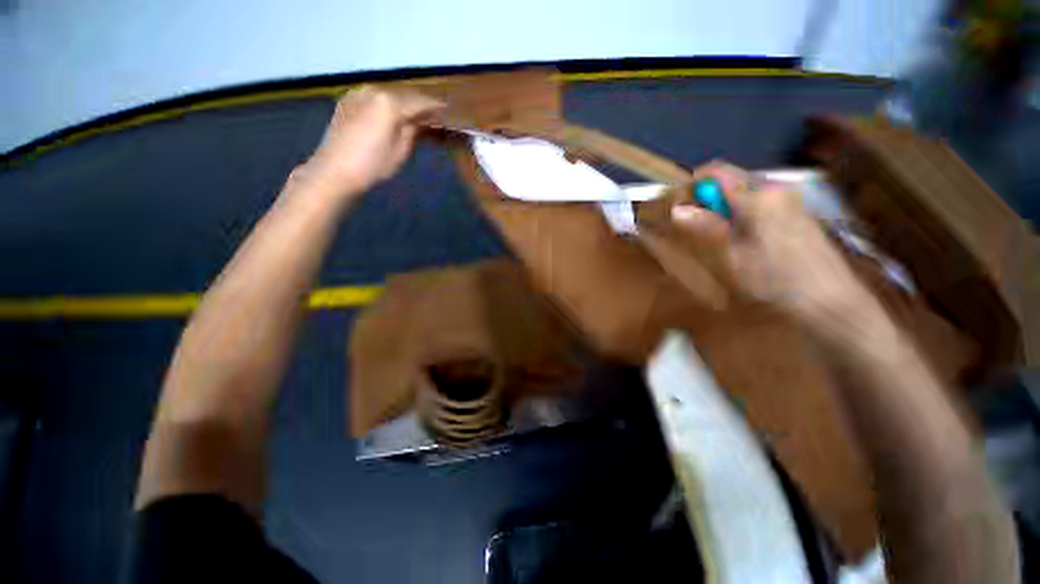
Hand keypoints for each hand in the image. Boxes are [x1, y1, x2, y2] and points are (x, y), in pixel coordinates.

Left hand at [304, 85, 442, 195]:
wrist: (335, 170)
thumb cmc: (373, 165)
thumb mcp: (401, 150)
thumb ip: (414, 130)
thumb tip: (423, 121)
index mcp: (390, 103)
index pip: (420, 102)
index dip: (436, 107)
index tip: (448, 110)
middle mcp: (374, 90)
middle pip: (404, 95)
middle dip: (420, 104)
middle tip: (434, 114)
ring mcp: (358, 93)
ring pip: (388, 95)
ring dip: (403, 104)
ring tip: (414, 114)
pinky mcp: (348, 101)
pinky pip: (374, 98)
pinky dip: (386, 105)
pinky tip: (392, 114)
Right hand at [671, 162, 874, 323]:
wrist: (830, 302)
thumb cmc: (775, 281)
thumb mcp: (731, 258)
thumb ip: (705, 229)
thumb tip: (677, 210)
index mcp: (758, 195)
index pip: (714, 172)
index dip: (691, 187)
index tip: (680, 210)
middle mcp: (775, 188)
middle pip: (730, 180)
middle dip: (707, 199)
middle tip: (697, 230)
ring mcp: (790, 199)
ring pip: (744, 192)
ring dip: (724, 209)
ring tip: (720, 240)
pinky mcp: (797, 212)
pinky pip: (759, 202)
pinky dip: (742, 214)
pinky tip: (745, 241)